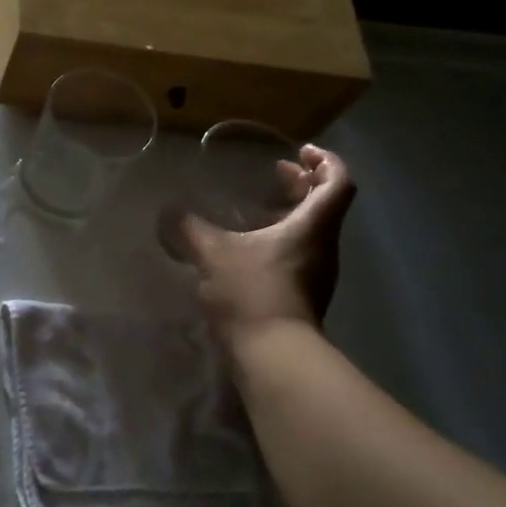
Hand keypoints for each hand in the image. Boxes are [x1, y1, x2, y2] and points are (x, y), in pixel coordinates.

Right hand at [181, 145, 356, 340]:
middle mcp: (322, 247)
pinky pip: (297, 256)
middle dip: (302, 185)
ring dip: (290, 214)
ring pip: (311, 232)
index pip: (337, 182)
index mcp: (312, 227)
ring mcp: (315, 275)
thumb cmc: (252, 292)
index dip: (324, 161)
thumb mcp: (212, 254)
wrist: (272, 354)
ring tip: (258, 210)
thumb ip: (190, 229)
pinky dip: (279, 241)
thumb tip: (168, 210)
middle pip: (325, 205)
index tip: (299, 152)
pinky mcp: (302, 297)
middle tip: (275, 173)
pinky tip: (247, 250)